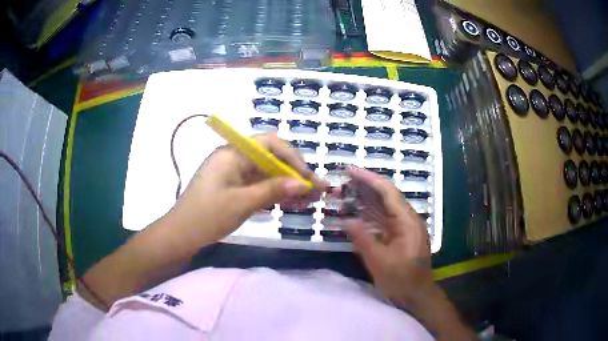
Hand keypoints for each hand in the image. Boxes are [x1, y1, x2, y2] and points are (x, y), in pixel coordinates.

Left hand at [167, 132, 327, 244]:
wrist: (181, 235)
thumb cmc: (207, 216)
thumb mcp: (242, 203)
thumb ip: (273, 190)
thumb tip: (303, 183)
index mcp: (232, 153)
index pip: (269, 144)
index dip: (292, 157)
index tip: (308, 177)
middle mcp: (234, 158)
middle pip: (271, 158)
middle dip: (294, 172)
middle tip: (315, 190)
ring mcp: (234, 173)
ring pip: (267, 173)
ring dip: (287, 184)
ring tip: (309, 199)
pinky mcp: (234, 187)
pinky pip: (259, 185)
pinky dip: (275, 192)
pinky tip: (290, 202)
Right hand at [343, 167, 437, 309]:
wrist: (417, 295)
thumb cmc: (401, 280)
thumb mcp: (379, 262)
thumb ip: (363, 239)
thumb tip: (346, 221)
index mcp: (407, 221)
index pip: (387, 192)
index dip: (368, 178)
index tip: (349, 171)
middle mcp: (407, 219)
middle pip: (386, 196)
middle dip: (364, 187)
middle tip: (341, 182)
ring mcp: (404, 227)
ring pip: (384, 207)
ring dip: (365, 200)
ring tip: (344, 194)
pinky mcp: (400, 235)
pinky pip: (383, 219)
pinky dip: (369, 214)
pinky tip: (356, 213)